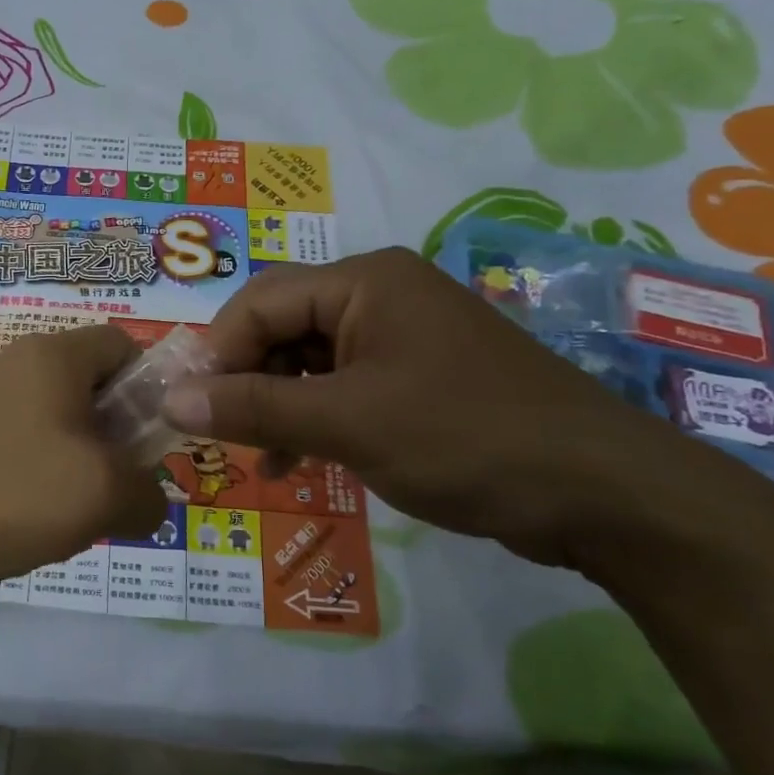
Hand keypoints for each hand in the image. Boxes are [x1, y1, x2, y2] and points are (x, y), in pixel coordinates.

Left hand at [0, 324, 166, 596]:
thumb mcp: (98, 495)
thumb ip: (148, 494)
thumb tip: (150, 500)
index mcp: (55, 356)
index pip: (123, 345)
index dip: (151, 388)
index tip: (150, 444)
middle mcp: (14, 364)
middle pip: (87, 387)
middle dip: (111, 439)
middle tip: (113, 491)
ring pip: (48, 423)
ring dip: (70, 465)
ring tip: (64, 517)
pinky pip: (8, 446)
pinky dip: (26, 479)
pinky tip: (14, 522)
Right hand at [162, 247, 728, 567]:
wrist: (602, 494)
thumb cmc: (466, 440)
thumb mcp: (348, 423)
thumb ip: (254, 408)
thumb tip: (171, 401)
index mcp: (365, 280)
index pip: (260, 301)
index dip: (217, 352)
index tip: (188, 408)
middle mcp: (380, 294)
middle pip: (282, 326)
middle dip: (246, 380)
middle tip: (220, 435)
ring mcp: (402, 336)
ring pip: (308, 360)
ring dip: (276, 405)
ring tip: (258, 458)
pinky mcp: (418, 376)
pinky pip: (343, 386)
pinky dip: (313, 418)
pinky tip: (296, 460)